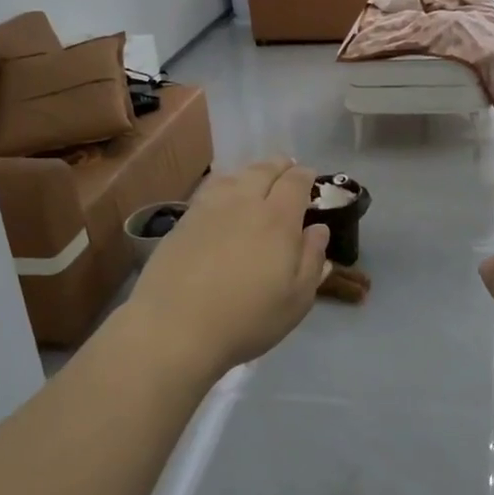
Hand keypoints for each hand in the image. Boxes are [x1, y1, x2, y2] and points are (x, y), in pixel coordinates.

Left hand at [129, 158, 329, 376]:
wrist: (175, 327)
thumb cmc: (246, 319)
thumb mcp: (296, 300)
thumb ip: (312, 260)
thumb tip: (318, 230)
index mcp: (278, 219)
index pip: (295, 182)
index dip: (305, 176)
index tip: (310, 178)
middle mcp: (244, 202)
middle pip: (264, 170)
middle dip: (279, 166)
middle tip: (287, 170)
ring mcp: (209, 208)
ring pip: (234, 175)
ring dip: (251, 172)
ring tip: (256, 179)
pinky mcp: (183, 220)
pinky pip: (209, 190)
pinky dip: (224, 185)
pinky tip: (223, 197)